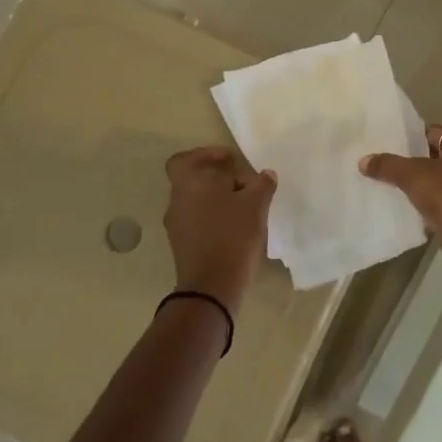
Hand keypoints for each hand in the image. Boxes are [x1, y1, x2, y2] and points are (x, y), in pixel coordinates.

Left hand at [162, 147, 276, 311]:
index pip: (185, 159)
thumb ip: (261, 185)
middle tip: (244, 185)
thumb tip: (265, 175)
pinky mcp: (182, 245)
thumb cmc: (233, 235)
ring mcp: (177, 225)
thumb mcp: (256, 205)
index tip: (229, 160)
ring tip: (244, 208)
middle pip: (194, 180)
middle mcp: (177, 200)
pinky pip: (197, 222)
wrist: (212, 285)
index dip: (205, 155)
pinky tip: (236, 228)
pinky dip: (213, 219)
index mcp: (190, 183)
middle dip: (218, 179)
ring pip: (196, 202)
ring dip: (217, 200)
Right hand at [359, 125, 441, 279]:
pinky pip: (439, 206)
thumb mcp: (414, 175)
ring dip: (417, 187)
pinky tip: (401, 210)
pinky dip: (424, 208)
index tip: (385, 141)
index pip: (433, 132)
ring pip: (437, 184)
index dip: (410, 136)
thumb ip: (388, 165)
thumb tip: (363, 160)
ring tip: (384, 185)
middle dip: (410, 162)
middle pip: (435, 158)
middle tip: (379, 163)